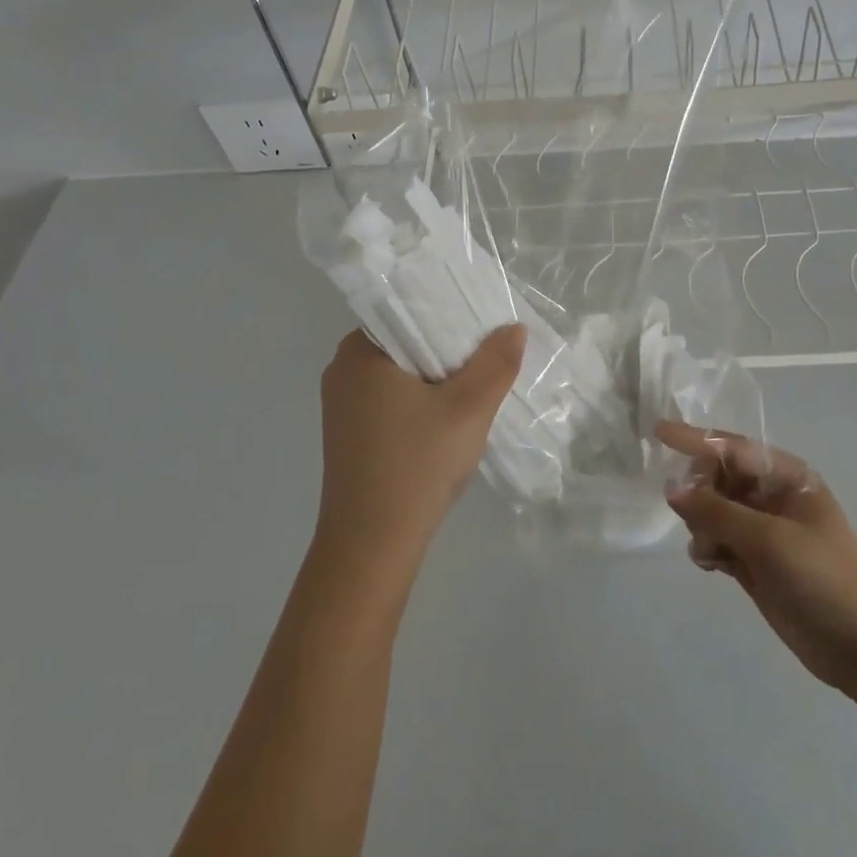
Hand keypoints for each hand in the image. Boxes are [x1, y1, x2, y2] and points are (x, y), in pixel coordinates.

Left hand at [315, 325, 525, 571]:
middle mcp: (342, 369)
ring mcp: (342, 404)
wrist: (371, 548)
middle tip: (490, 348)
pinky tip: (449, 412)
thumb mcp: (468, 409)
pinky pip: (390, 397)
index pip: (407, 309)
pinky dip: (419, 397)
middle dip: (447, 345)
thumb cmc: (417, 466)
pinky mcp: (350, 432)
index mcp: (359, 351)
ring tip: (477, 377)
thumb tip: (514, 328)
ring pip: (399, 371)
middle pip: (405, 340)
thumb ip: (495, 364)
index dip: (449, 310)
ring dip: (435, 374)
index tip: (485, 319)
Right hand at [659, 420, 856, 698]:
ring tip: (712, 551)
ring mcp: (762, 531)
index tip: (658, 432)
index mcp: (786, 477)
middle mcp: (771, 496)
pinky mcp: (753, 562)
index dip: (695, 439)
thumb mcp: (769, 539)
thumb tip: (670, 489)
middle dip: (700, 494)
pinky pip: (715, 540)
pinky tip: (712, 565)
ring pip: (711, 511)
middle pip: (717, 477)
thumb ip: (716, 511)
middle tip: (699, 520)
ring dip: (702, 526)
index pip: (732, 448)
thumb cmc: (824, 577)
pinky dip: (707, 548)